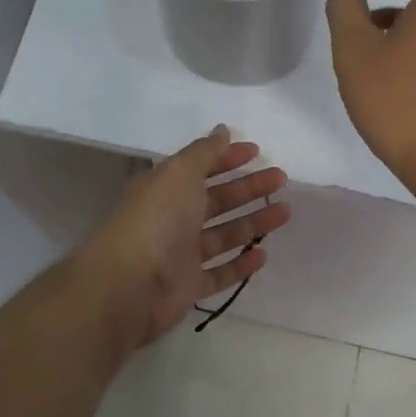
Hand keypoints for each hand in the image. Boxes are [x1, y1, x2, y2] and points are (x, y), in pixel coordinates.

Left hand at [80, 127, 290, 352]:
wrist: (130, 284)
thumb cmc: (156, 220)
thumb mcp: (179, 173)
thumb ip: (204, 152)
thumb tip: (223, 130)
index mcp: (165, 189)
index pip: (200, 168)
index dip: (227, 158)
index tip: (257, 151)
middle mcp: (172, 219)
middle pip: (216, 200)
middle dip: (248, 188)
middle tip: (281, 180)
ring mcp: (180, 254)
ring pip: (223, 235)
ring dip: (253, 223)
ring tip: (285, 212)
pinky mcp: (188, 287)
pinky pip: (219, 274)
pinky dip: (240, 265)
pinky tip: (262, 255)